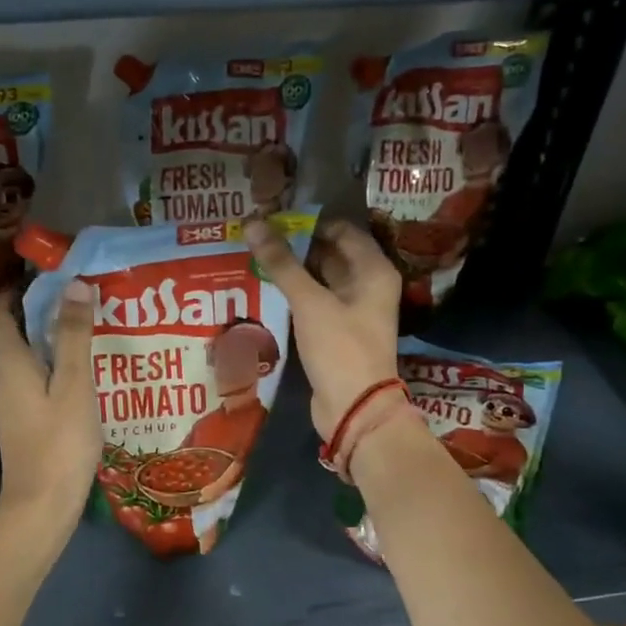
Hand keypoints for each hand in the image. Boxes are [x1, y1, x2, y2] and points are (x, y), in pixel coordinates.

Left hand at [0, 281, 102, 522]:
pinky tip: (81, 378)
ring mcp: (10, 406)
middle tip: (76, 302)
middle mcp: (2, 381)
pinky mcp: (23, 425)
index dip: (13, 290)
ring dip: (48, 343)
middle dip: (38, 314)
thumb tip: (73, 285)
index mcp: (10, 365)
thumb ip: (74, 336)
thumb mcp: (74, 385)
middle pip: (11, 335)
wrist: (42, 504)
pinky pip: (34, 384)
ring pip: (25, 361)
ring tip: (85, 334)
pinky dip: (52, 371)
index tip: (42, 277)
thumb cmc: (60, 442)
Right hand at [242, 218, 400, 439]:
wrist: (354, 408)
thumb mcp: (309, 302)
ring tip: (253, 258)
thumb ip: (281, 263)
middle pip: (330, 254)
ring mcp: (353, 311)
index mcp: (373, 270)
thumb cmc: (340, 348)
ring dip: (292, 272)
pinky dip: (294, 296)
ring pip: (320, 280)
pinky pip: (314, 304)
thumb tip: (252, 224)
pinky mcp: (337, 333)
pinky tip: (265, 290)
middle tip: (256, 236)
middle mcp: (367, 285)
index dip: (308, 221)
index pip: (341, 230)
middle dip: (296, 246)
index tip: (272, 217)